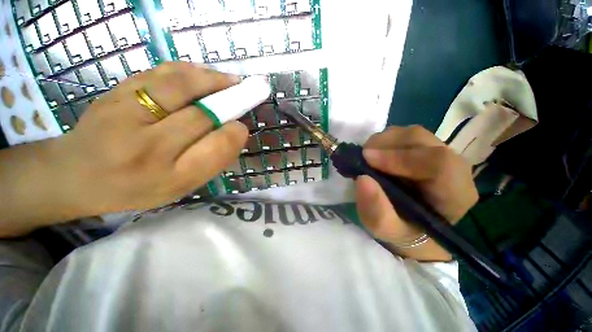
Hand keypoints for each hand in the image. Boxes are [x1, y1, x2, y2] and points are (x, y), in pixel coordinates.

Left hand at [0, 62, 247, 235]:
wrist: (78, 174)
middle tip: (244, 96)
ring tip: (231, 80)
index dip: (235, 134)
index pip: (215, 150)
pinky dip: (189, 70)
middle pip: (200, 116)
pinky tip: (203, 74)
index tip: (242, 127)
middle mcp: (146, 147)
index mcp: (168, 177)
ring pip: (180, 86)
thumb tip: (235, 130)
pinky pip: (160, 73)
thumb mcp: (181, 186)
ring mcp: (125, 114)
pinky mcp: (116, 91)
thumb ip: (211, 161)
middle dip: (229, 103)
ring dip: (213, 80)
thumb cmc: (137, 186)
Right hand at [355, 125, 477, 260]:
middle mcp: (453, 167)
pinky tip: (374, 156)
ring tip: (366, 158)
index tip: (367, 160)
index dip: (400, 158)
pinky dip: (383, 141)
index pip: (439, 163)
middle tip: (362, 158)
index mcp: (455, 193)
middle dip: (386, 146)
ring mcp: (437, 153)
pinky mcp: (423, 148)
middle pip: (422, 140)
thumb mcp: (388, 231)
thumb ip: (378, 213)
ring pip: (410, 134)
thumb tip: (362, 179)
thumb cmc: (404, 231)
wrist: (412, 225)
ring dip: (382, 142)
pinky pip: (403, 135)